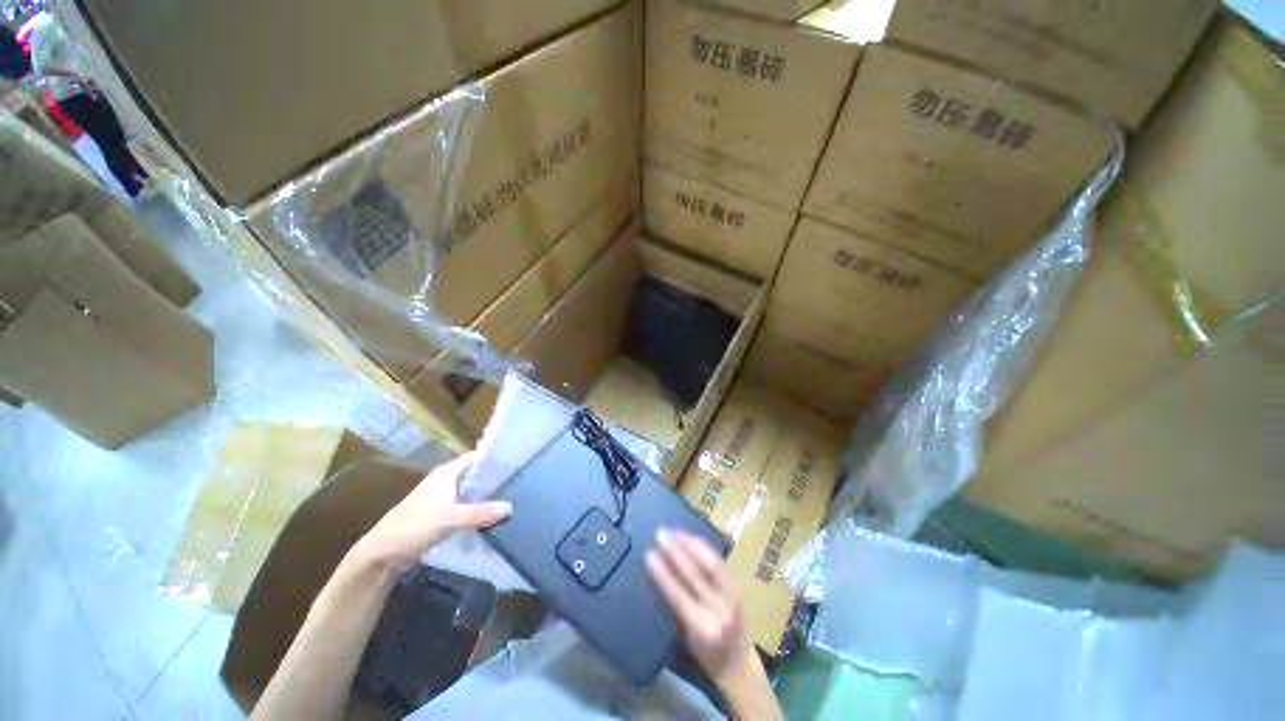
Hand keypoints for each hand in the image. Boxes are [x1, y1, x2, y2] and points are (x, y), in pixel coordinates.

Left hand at [353, 452, 510, 572]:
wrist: (381, 554)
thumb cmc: (414, 527)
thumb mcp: (450, 519)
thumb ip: (480, 513)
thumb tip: (510, 507)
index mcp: (446, 473)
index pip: (475, 457)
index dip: (494, 458)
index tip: (516, 461)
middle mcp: (445, 481)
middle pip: (474, 474)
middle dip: (494, 478)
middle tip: (519, 481)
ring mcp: (441, 498)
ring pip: (470, 491)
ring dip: (485, 495)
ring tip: (511, 496)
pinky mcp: (439, 514)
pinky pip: (464, 506)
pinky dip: (476, 509)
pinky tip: (490, 515)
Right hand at [645, 529, 753, 680]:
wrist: (739, 665)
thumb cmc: (703, 657)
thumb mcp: (683, 640)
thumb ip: (671, 610)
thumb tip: (654, 577)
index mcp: (702, 630)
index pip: (679, 596)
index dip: (663, 574)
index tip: (648, 554)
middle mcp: (719, 611)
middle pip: (695, 576)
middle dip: (676, 552)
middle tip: (660, 534)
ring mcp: (732, 598)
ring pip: (709, 564)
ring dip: (690, 544)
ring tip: (673, 531)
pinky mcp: (738, 588)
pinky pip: (719, 562)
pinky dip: (704, 548)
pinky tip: (692, 538)